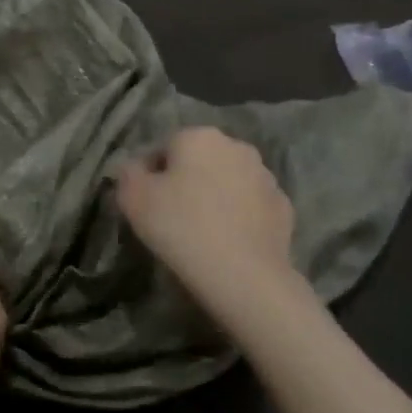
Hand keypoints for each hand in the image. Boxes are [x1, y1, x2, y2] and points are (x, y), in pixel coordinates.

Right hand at [114, 127, 297, 308]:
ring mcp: (265, 176)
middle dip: (186, 181)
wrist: (244, 275)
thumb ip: (127, 174)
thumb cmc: (182, 228)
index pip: (164, 147)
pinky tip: (228, 242)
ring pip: (228, 181)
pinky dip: (240, 217)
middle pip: (199, 161)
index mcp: (199, 137)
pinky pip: (251, 206)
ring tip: (202, 232)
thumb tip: (133, 168)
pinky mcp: (284, 207)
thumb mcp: (133, 199)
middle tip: (172, 217)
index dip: (150, 175)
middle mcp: (236, 146)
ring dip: (215, 196)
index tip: (145, 204)